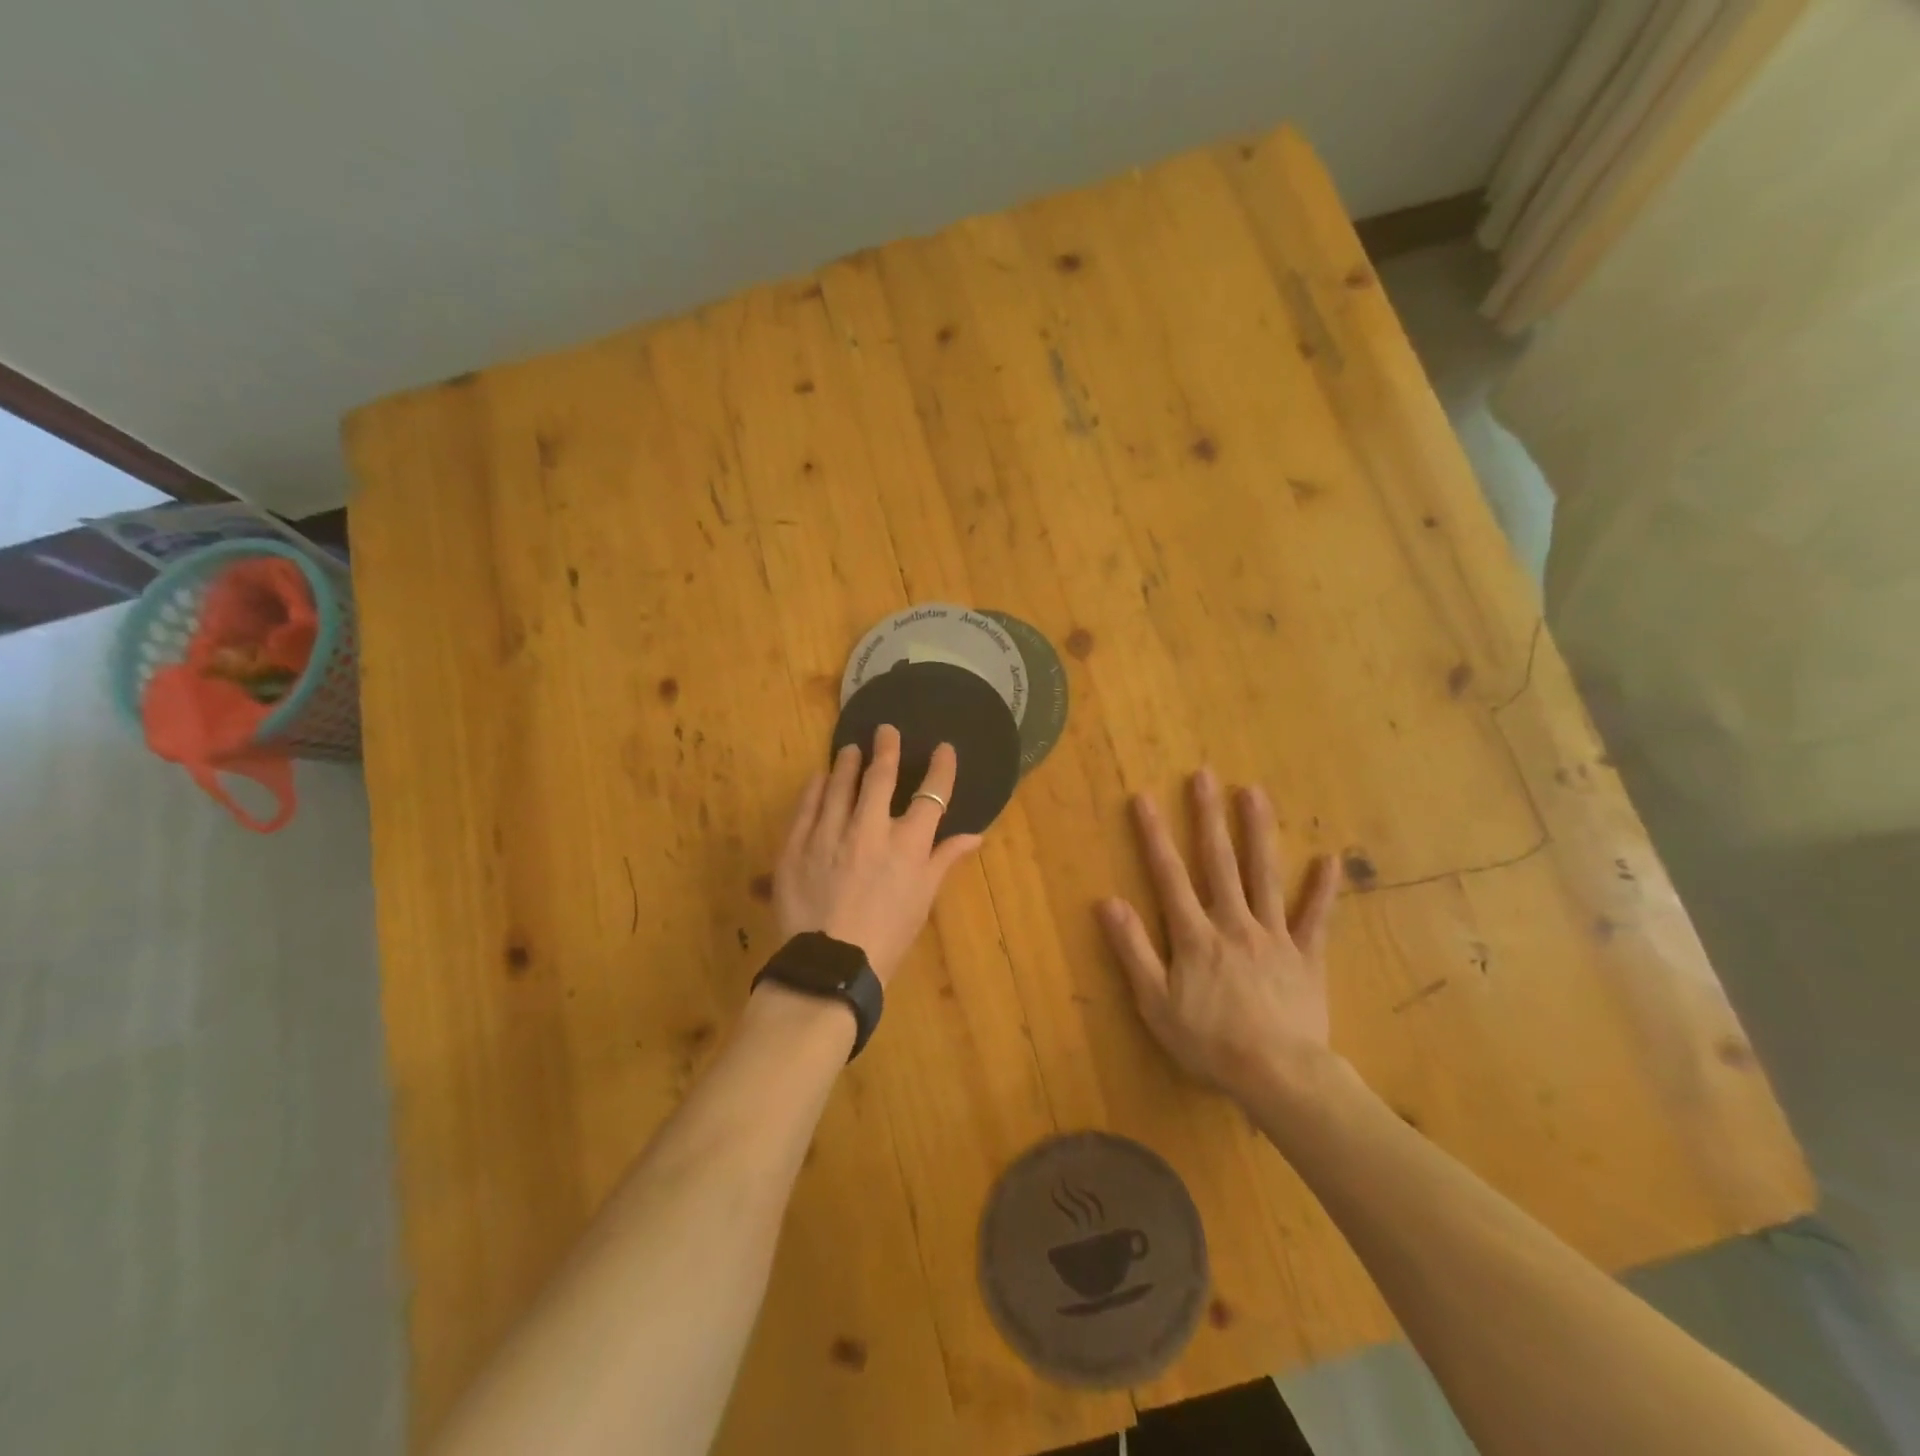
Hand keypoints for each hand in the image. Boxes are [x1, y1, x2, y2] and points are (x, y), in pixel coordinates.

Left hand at [773, 724, 982, 985]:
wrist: (830, 966)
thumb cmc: (887, 936)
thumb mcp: (923, 899)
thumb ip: (945, 860)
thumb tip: (975, 835)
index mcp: (907, 845)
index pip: (931, 795)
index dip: (940, 768)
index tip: (943, 749)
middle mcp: (869, 829)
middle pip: (881, 778)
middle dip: (887, 750)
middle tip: (885, 731)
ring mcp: (829, 834)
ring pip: (840, 785)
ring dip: (847, 764)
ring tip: (850, 749)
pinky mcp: (796, 845)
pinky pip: (807, 806)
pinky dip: (815, 789)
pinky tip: (819, 778)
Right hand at [1098, 768, 1341, 1104]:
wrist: (1279, 1076)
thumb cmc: (1209, 1042)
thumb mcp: (1155, 1003)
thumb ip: (1133, 950)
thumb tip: (1108, 902)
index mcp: (1195, 935)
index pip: (1169, 876)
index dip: (1154, 836)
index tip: (1144, 798)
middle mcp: (1234, 923)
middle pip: (1219, 863)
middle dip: (1209, 817)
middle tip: (1205, 776)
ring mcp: (1274, 936)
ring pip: (1265, 876)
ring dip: (1259, 832)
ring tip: (1254, 792)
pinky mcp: (1306, 956)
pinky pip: (1316, 918)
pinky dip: (1323, 889)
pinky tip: (1330, 858)